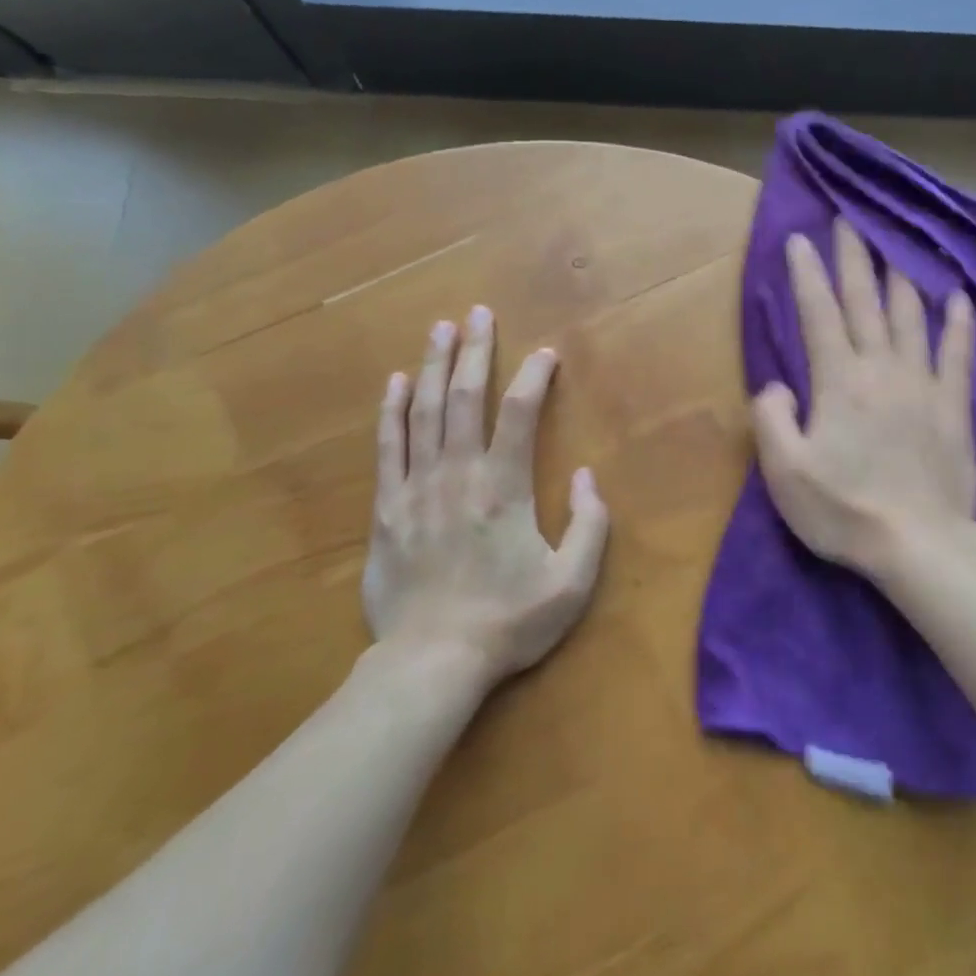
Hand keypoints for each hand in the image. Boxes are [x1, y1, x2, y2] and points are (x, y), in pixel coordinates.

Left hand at [364, 306, 609, 688]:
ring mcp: (416, 488)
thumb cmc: (508, 623)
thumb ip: (589, 525)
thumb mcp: (571, 584)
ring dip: (435, 366)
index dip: (533, 377)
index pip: (518, 414)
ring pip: (425, 412)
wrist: (431, 662)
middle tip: (479, 313)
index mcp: (504, 489)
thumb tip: (586, 475)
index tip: (545, 354)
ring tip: (441, 329)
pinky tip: (397, 382)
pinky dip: (393, 411)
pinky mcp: (386, 508)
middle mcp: (458, 475)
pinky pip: (388, 447)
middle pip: (466, 398)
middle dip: (475, 351)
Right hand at [753, 220, 975, 580]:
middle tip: (848, 220)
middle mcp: (881, 368)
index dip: (806, 274)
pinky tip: (958, 297)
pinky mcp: (953, 406)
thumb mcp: (785, 472)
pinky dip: (958, 322)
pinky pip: (957, 354)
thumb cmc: (844, 510)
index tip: (799, 239)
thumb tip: (777, 385)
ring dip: (900, 277)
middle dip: (853, 257)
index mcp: (838, 381)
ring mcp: (922, 384)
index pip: (818, 313)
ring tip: (895, 246)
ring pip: (911, 316)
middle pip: (865, 301)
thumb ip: (772, 419)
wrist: (919, 545)